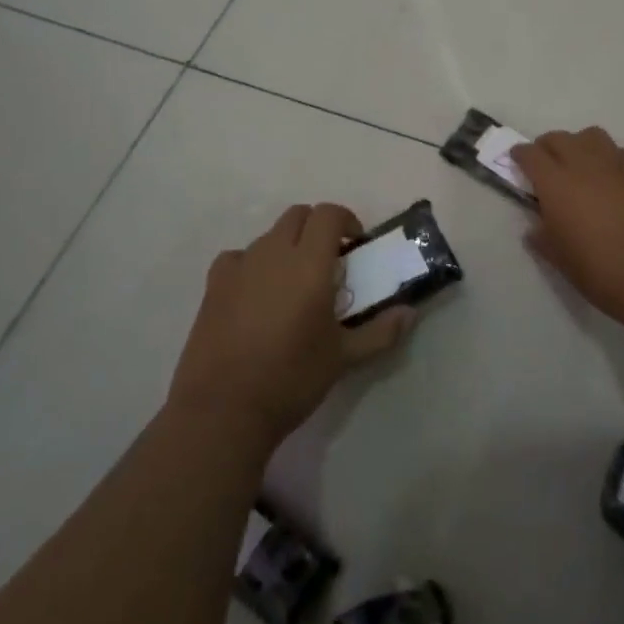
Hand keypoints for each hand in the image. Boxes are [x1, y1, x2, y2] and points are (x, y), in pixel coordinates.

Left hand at [168, 203, 416, 446]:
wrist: (224, 408)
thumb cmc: (292, 378)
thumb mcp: (344, 357)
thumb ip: (380, 331)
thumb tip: (410, 313)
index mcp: (310, 263)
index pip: (329, 214)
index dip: (346, 220)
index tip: (355, 246)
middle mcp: (274, 253)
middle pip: (298, 215)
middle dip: (317, 228)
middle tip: (329, 261)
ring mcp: (240, 266)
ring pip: (269, 236)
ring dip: (287, 246)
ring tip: (293, 283)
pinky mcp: (214, 284)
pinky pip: (238, 257)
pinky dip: (253, 264)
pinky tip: (256, 293)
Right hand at [511, 127, 623, 331]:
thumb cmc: (603, 272)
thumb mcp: (561, 261)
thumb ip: (543, 238)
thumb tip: (536, 228)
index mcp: (557, 183)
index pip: (531, 154)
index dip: (520, 155)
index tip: (516, 161)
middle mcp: (586, 164)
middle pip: (560, 138)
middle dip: (547, 147)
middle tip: (545, 166)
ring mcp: (618, 164)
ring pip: (591, 137)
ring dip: (578, 146)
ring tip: (579, 168)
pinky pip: (617, 153)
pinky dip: (605, 159)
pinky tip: (609, 182)